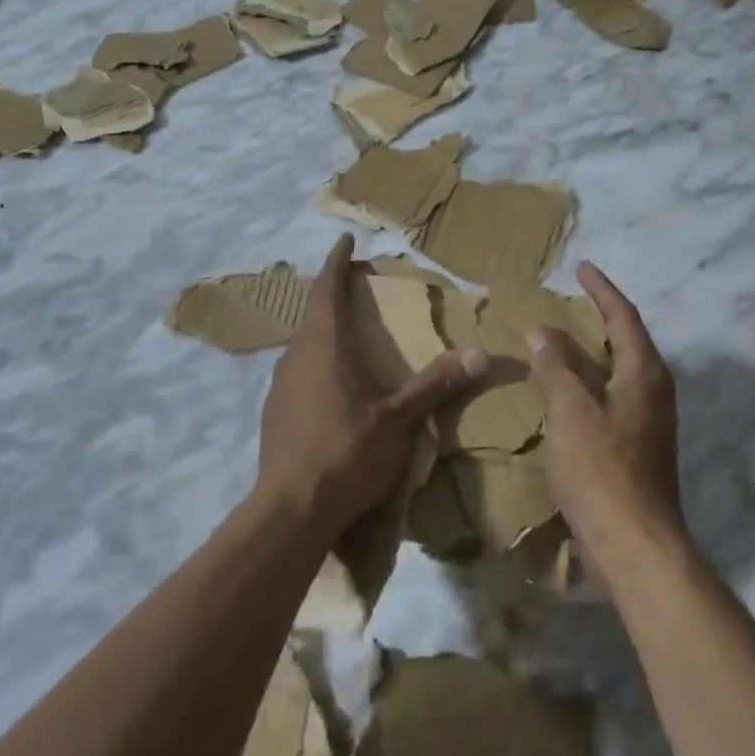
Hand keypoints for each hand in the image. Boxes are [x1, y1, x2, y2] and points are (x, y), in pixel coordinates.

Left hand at [258, 235, 480, 540]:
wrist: (289, 513)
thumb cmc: (346, 453)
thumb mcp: (399, 420)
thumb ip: (436, 384)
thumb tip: (481, 354)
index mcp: (324, 346)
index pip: (327, 290)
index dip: (336, 264)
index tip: (345, 243)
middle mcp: (295, 357)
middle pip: (313, 315)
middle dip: (333, 297)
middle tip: (356, 290)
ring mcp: (279, 386)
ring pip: (303, 346)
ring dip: (323, 333)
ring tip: (348, 337)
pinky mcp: (273, 414)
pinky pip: (297, 373)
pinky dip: (316, 364)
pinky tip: (332, 388)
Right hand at [529, 262, 683, 553]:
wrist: (638, 546)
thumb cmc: (602, 470)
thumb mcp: (570, 411)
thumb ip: (555, 366)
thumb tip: (542, 330)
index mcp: (644, 372)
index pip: (623, 316)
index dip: (602, 289)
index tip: (583, 267)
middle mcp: (656, 389)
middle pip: (629, 339)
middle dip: (603, 316)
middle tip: (575, 299)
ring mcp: (653, 420)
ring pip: (625, 368)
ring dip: (599, 348)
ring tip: (570, 339)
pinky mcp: (644, 445)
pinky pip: (619, 392)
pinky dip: (596, 378)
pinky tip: (574, 390)